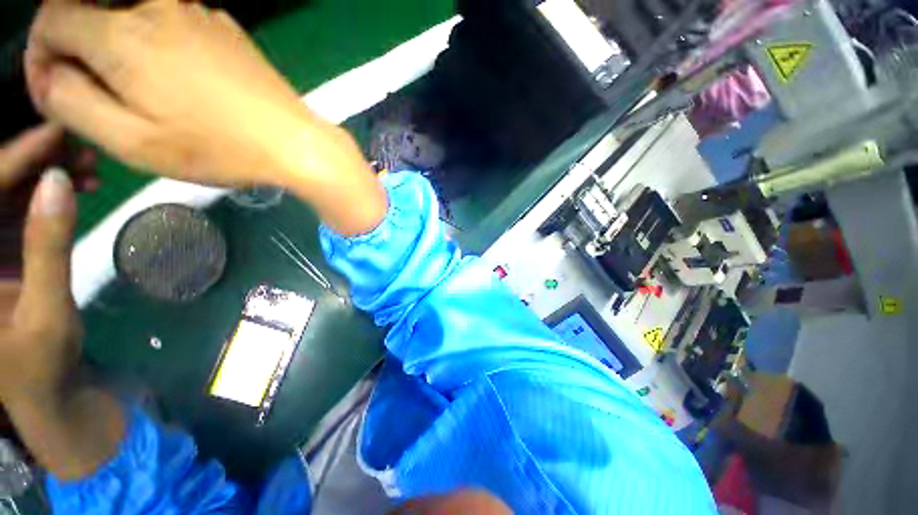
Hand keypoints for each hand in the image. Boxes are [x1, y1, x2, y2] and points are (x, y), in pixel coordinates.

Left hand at [0, 127, 81, 406]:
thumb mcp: (45, 311)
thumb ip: (48, 247)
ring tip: (84, 167)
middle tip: (77, 148)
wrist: (45, 393)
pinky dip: (44, 199)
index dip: (16, 157)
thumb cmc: (40, 366)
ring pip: (4, 196)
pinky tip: (72, 190)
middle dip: (32, 162)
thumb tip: (58, 183)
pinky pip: (15, 213)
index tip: (56, 132)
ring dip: (42, 178)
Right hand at [27, 0, 386, 235]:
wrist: (296, 142)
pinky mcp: (222, 27)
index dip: (40, 55)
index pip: (51, 19)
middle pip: (90, 13)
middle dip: (76, 53)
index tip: (53, 91)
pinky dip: (153, 46)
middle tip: (93, 97)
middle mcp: (155, 7)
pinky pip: (168, 25)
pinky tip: (175, 81)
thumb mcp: (132, 140)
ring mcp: (194, 12)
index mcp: (123, 34)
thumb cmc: (220, 148)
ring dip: (116, 51)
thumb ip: (74, 102)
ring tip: (137, 95)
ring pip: (128, 17)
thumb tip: (50, 74)